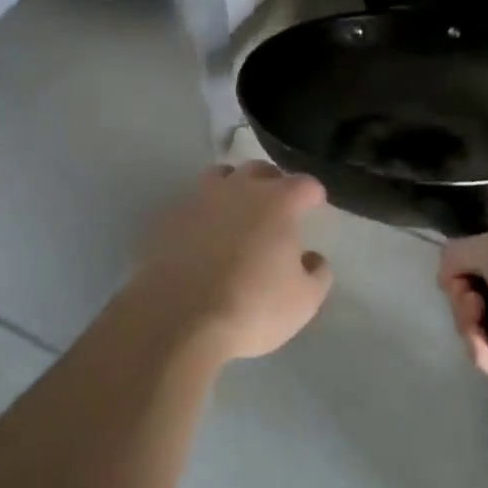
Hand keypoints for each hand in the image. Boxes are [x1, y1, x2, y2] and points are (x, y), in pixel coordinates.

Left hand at [133, 162, 333, 362]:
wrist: (179, 317)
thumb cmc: (253, 306)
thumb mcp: (303, 300)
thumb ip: (316, 273)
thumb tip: (312, 257)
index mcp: (277, 201)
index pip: (303, 184)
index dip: (313, 193)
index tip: (315, 204)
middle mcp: (239, 189)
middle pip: (260, 170)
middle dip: (272, 182)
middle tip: (277, 204)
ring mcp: (200, 199)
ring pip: (221, 176)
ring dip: (233, 186)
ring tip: (236, 210)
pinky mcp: (170, 217)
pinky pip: (192, 204)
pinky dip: (202, 213)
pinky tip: (203, 235)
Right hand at [438, 234, 487, 403]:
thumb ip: (457, 255)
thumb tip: (448, 279)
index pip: (479, 266)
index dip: (461, 273)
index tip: (460, 278)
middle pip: (478, 302)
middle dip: (462, 303)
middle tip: (471, 304)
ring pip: (486, 335)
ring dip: (471, 332)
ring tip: (476, 329)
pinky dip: (487, 357)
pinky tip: (483, 350)